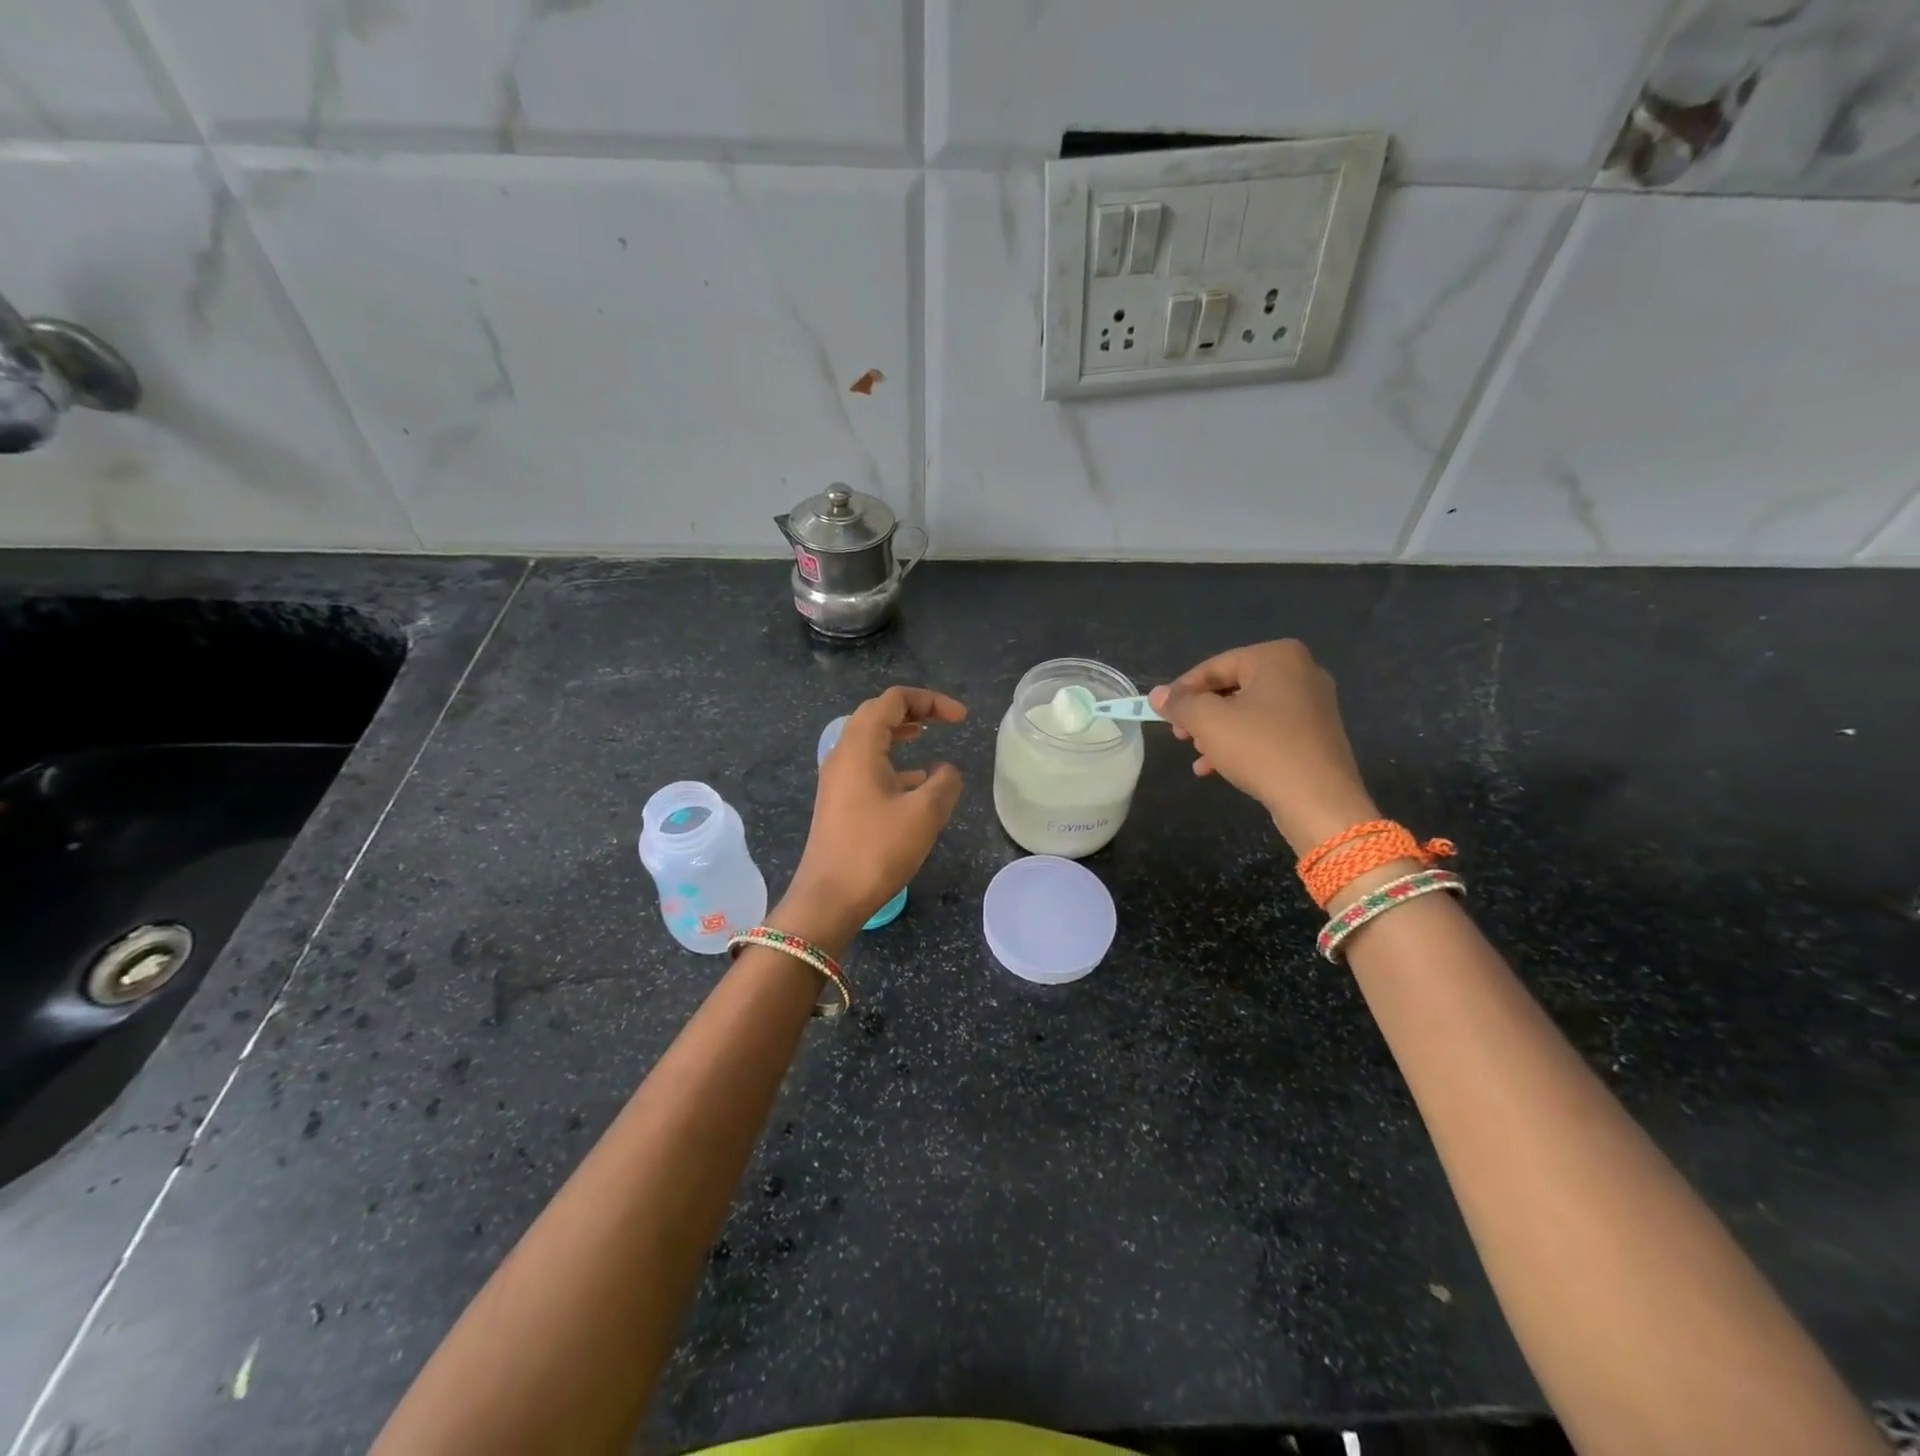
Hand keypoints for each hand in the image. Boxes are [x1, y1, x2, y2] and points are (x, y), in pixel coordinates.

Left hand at [781, 686, 964, 945]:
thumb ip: (945, 782)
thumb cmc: (876, 850)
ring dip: (899, 733)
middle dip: (913, 710)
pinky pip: (867, 765)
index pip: (894, 700)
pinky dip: (892, 761)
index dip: (931, 700)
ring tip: (927, 736)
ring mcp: (837, 778)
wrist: (829, 898)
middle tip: (944, 719)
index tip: (961, 719)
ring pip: (870, 739)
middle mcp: (843, 754)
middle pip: (877, 714)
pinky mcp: (839, 800)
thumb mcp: (924, 813)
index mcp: (860, 746)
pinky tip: (915, 782)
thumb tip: (945, 770)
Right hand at [1148, 640, 1376, 854]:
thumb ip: (1180, 704)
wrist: (1318, 800)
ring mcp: (1312, 705)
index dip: (1183, 690)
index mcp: (1277, 657)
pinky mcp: (1315, 735)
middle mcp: (1301, 672)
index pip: (1215, 666)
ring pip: (1248, 712)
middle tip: (1180, 735)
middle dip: (1201, 714)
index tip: (1162, 713)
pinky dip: (1241, 744)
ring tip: (1197, 754)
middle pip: (1232, 688)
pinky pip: (1267, 731)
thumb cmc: (1261, 748)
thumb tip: (1157, 695)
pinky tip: (1217, 768)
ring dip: (1217, 732)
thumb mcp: (1209, 722)